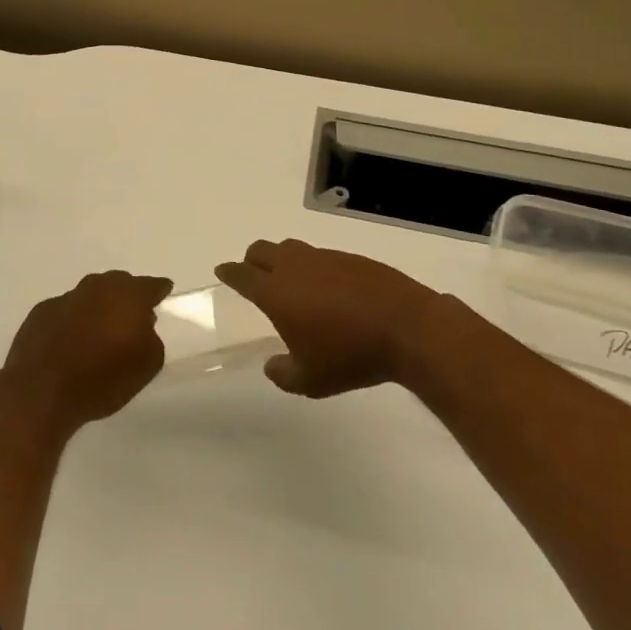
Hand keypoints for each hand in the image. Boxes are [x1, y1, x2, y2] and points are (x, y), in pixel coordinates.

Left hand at [0, 270, 172, 430]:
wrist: (41, 390)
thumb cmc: (102, 378)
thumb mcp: (148, 365)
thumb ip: (152, 338)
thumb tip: (142, 327)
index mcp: (128, 295)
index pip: (151, 285)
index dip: (159, 290)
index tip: (164, 294)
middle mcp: (97, 287)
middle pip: (119, 284)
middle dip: (127, 297)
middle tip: (131, 318)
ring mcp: (66, 297)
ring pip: (90, 295)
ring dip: (98, 308)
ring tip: (100, 332)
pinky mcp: (41, 311)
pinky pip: (66, 311)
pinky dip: (73, 321)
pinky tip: (71, 343)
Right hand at [216, 239, 440, 396]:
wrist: (408, 328)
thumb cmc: (350, 356)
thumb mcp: (310, 381)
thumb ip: (282, 373)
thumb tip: (272, 364)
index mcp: (276, 292)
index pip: (242, 274)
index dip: (229, 272)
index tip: (222, 271)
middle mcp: (295, 267)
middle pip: (262, 250)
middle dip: (251, 260)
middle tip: (253, 276)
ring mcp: (325, 258)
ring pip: (291, 248)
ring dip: (282, 260)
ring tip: (290, 282)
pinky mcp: (352, 258)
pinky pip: (320, 256)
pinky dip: (313, 267)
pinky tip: (327, 289)